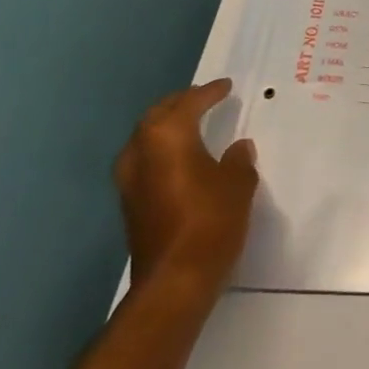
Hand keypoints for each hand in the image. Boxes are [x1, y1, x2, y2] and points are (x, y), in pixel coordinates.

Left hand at [113, 79, 258, 295]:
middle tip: (203, 99)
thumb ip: (238, 159)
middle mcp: (141, 151)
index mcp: (167, 136)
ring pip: (146, 139)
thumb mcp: (239, 183)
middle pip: (158, 116)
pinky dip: (161, 152)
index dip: (210, 92)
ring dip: (166, 128)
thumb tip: (237, 148)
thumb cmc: (210, 220)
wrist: (174, 281)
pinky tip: (181, 159)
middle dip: (180, 104)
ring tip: (190, 125)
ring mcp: (129, 181)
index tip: (226, 86)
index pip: (190, 103)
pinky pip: (145, 162)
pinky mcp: (129, 205)